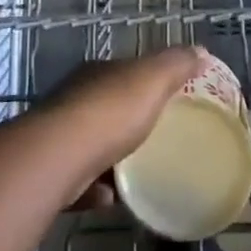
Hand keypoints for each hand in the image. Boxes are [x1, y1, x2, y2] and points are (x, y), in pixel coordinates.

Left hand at [43, 46, 207, 206]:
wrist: (58, 157)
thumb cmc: (110, 112)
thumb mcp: (152, 80)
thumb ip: (176, 65)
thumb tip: (200, 51)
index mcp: (98, 74)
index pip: (124, 72)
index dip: (145, 83)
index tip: (166, 101)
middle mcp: (74, 99)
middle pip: (106, 108)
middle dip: (127, 123)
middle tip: (156, 141)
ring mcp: (58, 135)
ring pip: (91, 145)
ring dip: (112, 160)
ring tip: (137, 175)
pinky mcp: (50, 171)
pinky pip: (79, 181)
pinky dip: (96, 189)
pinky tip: (113, 199)